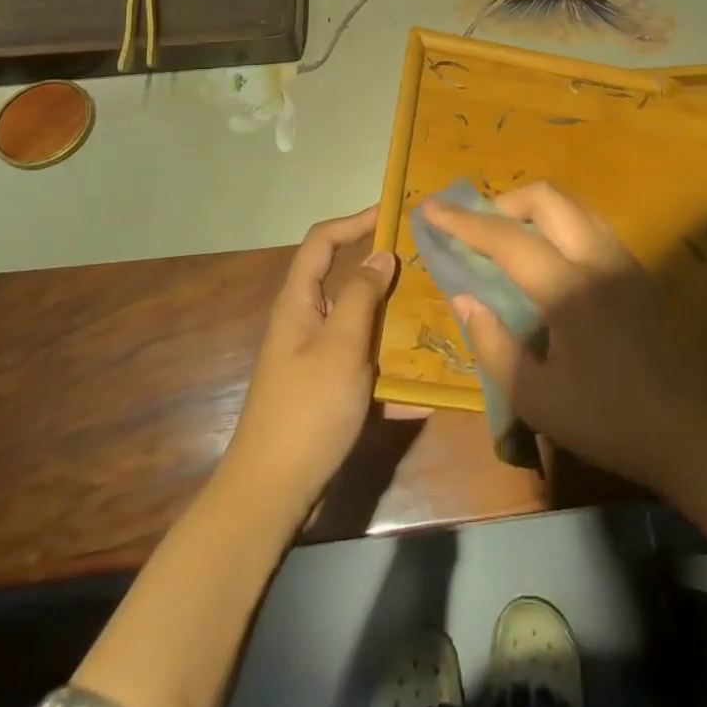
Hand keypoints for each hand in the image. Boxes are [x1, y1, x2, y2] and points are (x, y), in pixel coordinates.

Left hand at [222, 207, 396, 517]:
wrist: (272, 494)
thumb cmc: (307, 410)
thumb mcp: (341, 346)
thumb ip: (361, 296)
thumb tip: (381, 255)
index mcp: (299, 303)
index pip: (322, 242)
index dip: (354, 221)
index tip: (392, 213)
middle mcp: (305, 322)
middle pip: (342, 278)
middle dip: (381, 268)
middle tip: (424, 261)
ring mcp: (316, 357)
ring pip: (358, 321)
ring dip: (392, 316)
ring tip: (434, 310)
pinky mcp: (328, 389)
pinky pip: (365, 363)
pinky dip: (391, 367)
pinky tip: (425, 383)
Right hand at [428, 182, 706, 495]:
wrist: (703, 432)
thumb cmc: (615, 422)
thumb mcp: (540, 401)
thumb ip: (495, 346)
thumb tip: (467, 300)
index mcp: (568, 287)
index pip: (506, 238)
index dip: (463, 222)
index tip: (431, 208)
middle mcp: (598, 257)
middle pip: (547, 198)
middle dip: (504, 201)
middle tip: (479, 228)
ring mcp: (626, 259)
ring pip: (574, 206)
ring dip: (536, 210)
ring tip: (512, 239)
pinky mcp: (642, 271)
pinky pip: (593, 226)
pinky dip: (561, 225)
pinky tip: (553, 261)